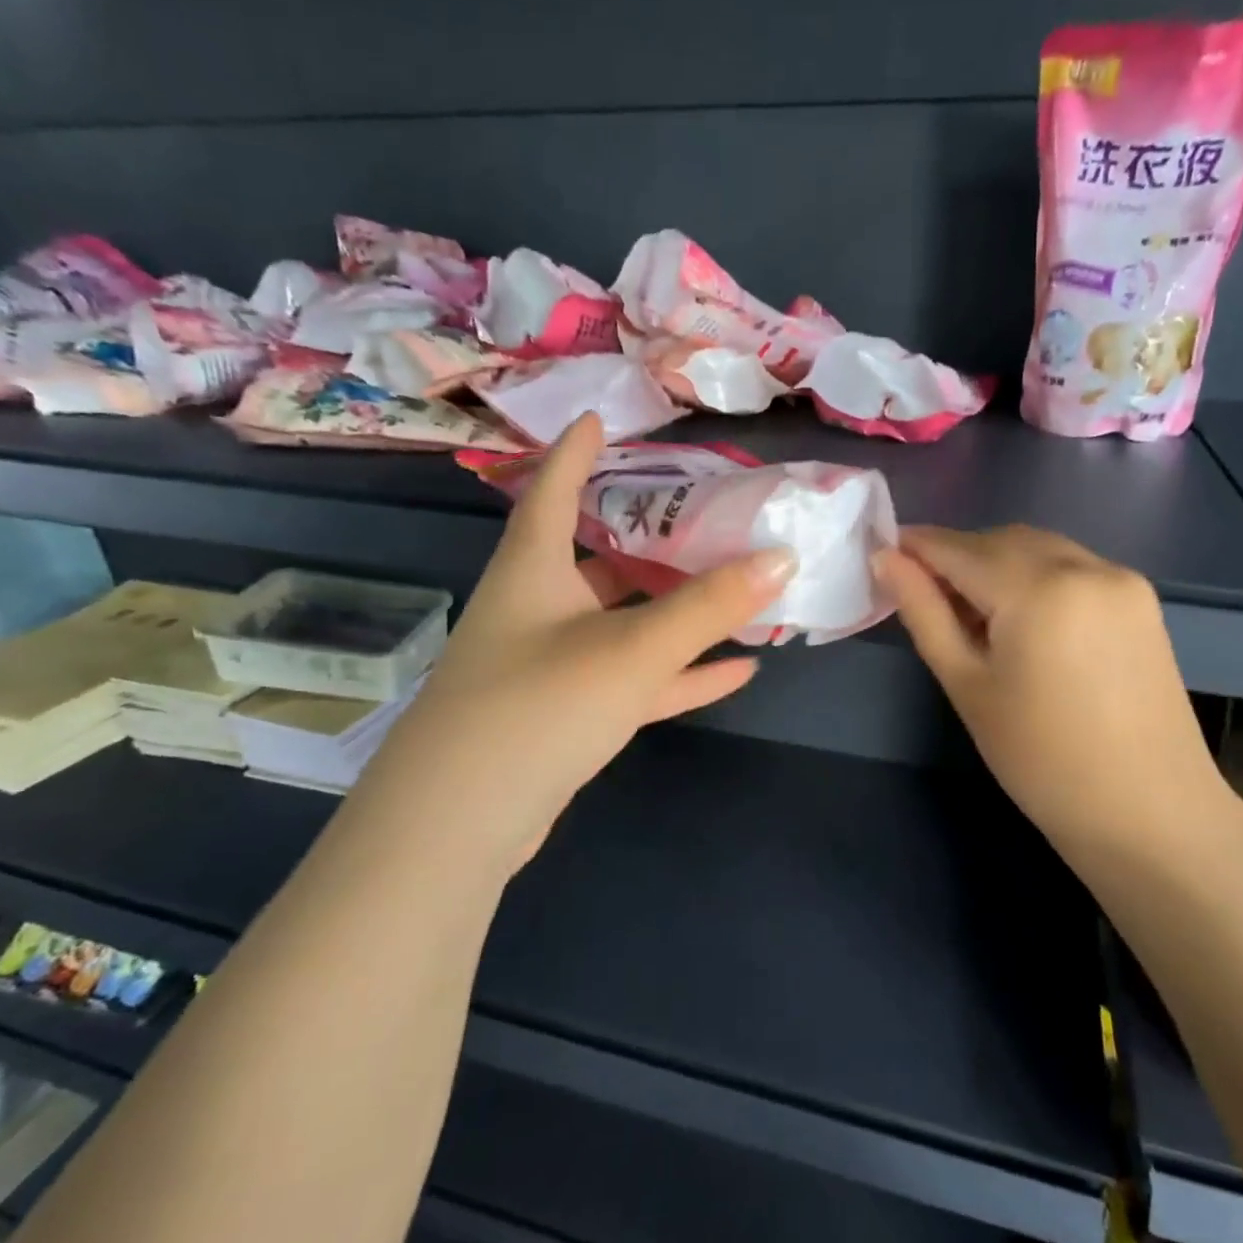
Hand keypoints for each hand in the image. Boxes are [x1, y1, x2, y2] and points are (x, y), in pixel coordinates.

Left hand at [350, 414, 794, 879]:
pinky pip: (633, 678)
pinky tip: (737, 669)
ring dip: (677, 611)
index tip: (601, 418)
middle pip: (600, 557)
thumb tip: (781, 557)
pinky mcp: (567, 714)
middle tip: (706, 513)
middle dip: (650, 536)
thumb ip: (707, 607)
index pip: (554, 490)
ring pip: (624, 622)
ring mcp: (552, 664)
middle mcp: (538, 607)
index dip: (576, 451)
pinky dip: (679, 672)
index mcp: (534, 570)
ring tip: (736, 587)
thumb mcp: (631, 649)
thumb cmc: (537, 706)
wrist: (460, 824)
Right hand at [873, 525, 1224, 862]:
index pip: (959, 548)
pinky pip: (1071, 565)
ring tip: (971, 614)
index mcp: (1038, 589)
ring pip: (1037, 548)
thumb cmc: (1039, 759)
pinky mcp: (1140, 599)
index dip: (916, 546)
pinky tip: (1021, 619)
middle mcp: (1084, 566)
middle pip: (1000, 540)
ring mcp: (1120, 578)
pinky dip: (1034, 575)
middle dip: (956, 556)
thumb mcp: (966, 684)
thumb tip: (885, 559)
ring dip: (995, 564)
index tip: (883, 555)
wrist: (1148, 813)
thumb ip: (924, 612)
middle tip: (923, 596)